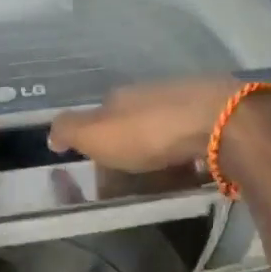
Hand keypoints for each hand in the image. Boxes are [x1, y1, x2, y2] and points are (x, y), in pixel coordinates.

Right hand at [47, 78, 239, 172]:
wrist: (219, 121)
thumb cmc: (151, 131)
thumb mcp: (98, 134)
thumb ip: (71, 131)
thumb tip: (51, 133)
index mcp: (123, 96)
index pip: (102, 114)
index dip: (97, 139)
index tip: (99, 166)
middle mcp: (154, 93)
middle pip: (136, 120)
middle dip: (132, 143)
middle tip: (132, 176)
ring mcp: (188, 101)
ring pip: (167, 127)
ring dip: (163, 148)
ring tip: (164, 178)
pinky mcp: (218, 116)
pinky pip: (196, 138)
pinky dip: (190, 153)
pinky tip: (195, 171)